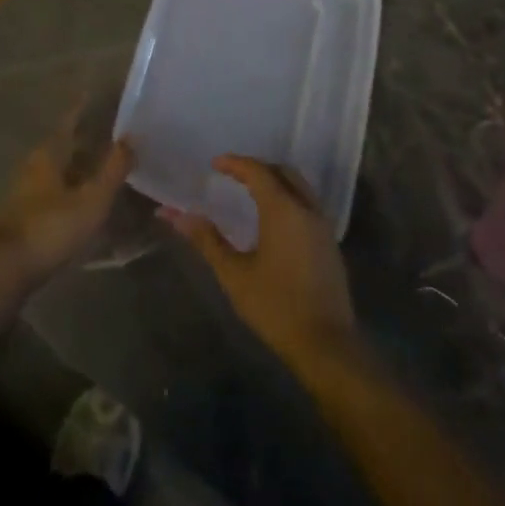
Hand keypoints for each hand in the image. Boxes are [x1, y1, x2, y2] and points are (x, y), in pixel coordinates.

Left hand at [0, 114, 131, 291]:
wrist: (4, 272)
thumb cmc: (50, 228)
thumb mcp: (91, 199)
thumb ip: (113, 169)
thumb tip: (132, 136)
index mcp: (49, 154)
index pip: (69, 121)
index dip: (82, 108)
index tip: (96, 94)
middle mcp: (35, 167)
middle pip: (63, 145)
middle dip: (85, 138)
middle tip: (111, 132)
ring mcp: (27, 194)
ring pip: (59, 170)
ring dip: (80, 166)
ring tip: (105, 165)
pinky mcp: (26, 218)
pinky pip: (56, 192)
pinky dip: (74, 189)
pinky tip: (88, 200)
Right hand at [165, 156, 358, 377]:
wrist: (325, 342)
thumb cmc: (275, 306)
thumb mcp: (234, 274)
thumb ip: (207, 240)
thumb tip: (174, 214)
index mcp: (283, 210)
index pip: (258, 172)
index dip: (236, 163)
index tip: (215, 163)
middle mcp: (306, 208)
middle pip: (283, 172)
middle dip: (258, 167)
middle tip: (233, 174)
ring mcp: (322, 225)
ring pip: (299, 186)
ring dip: (276, 180)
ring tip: (251, 190)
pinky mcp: (330, 242)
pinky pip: (307, 203)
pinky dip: (289, 196)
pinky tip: (274, 217)